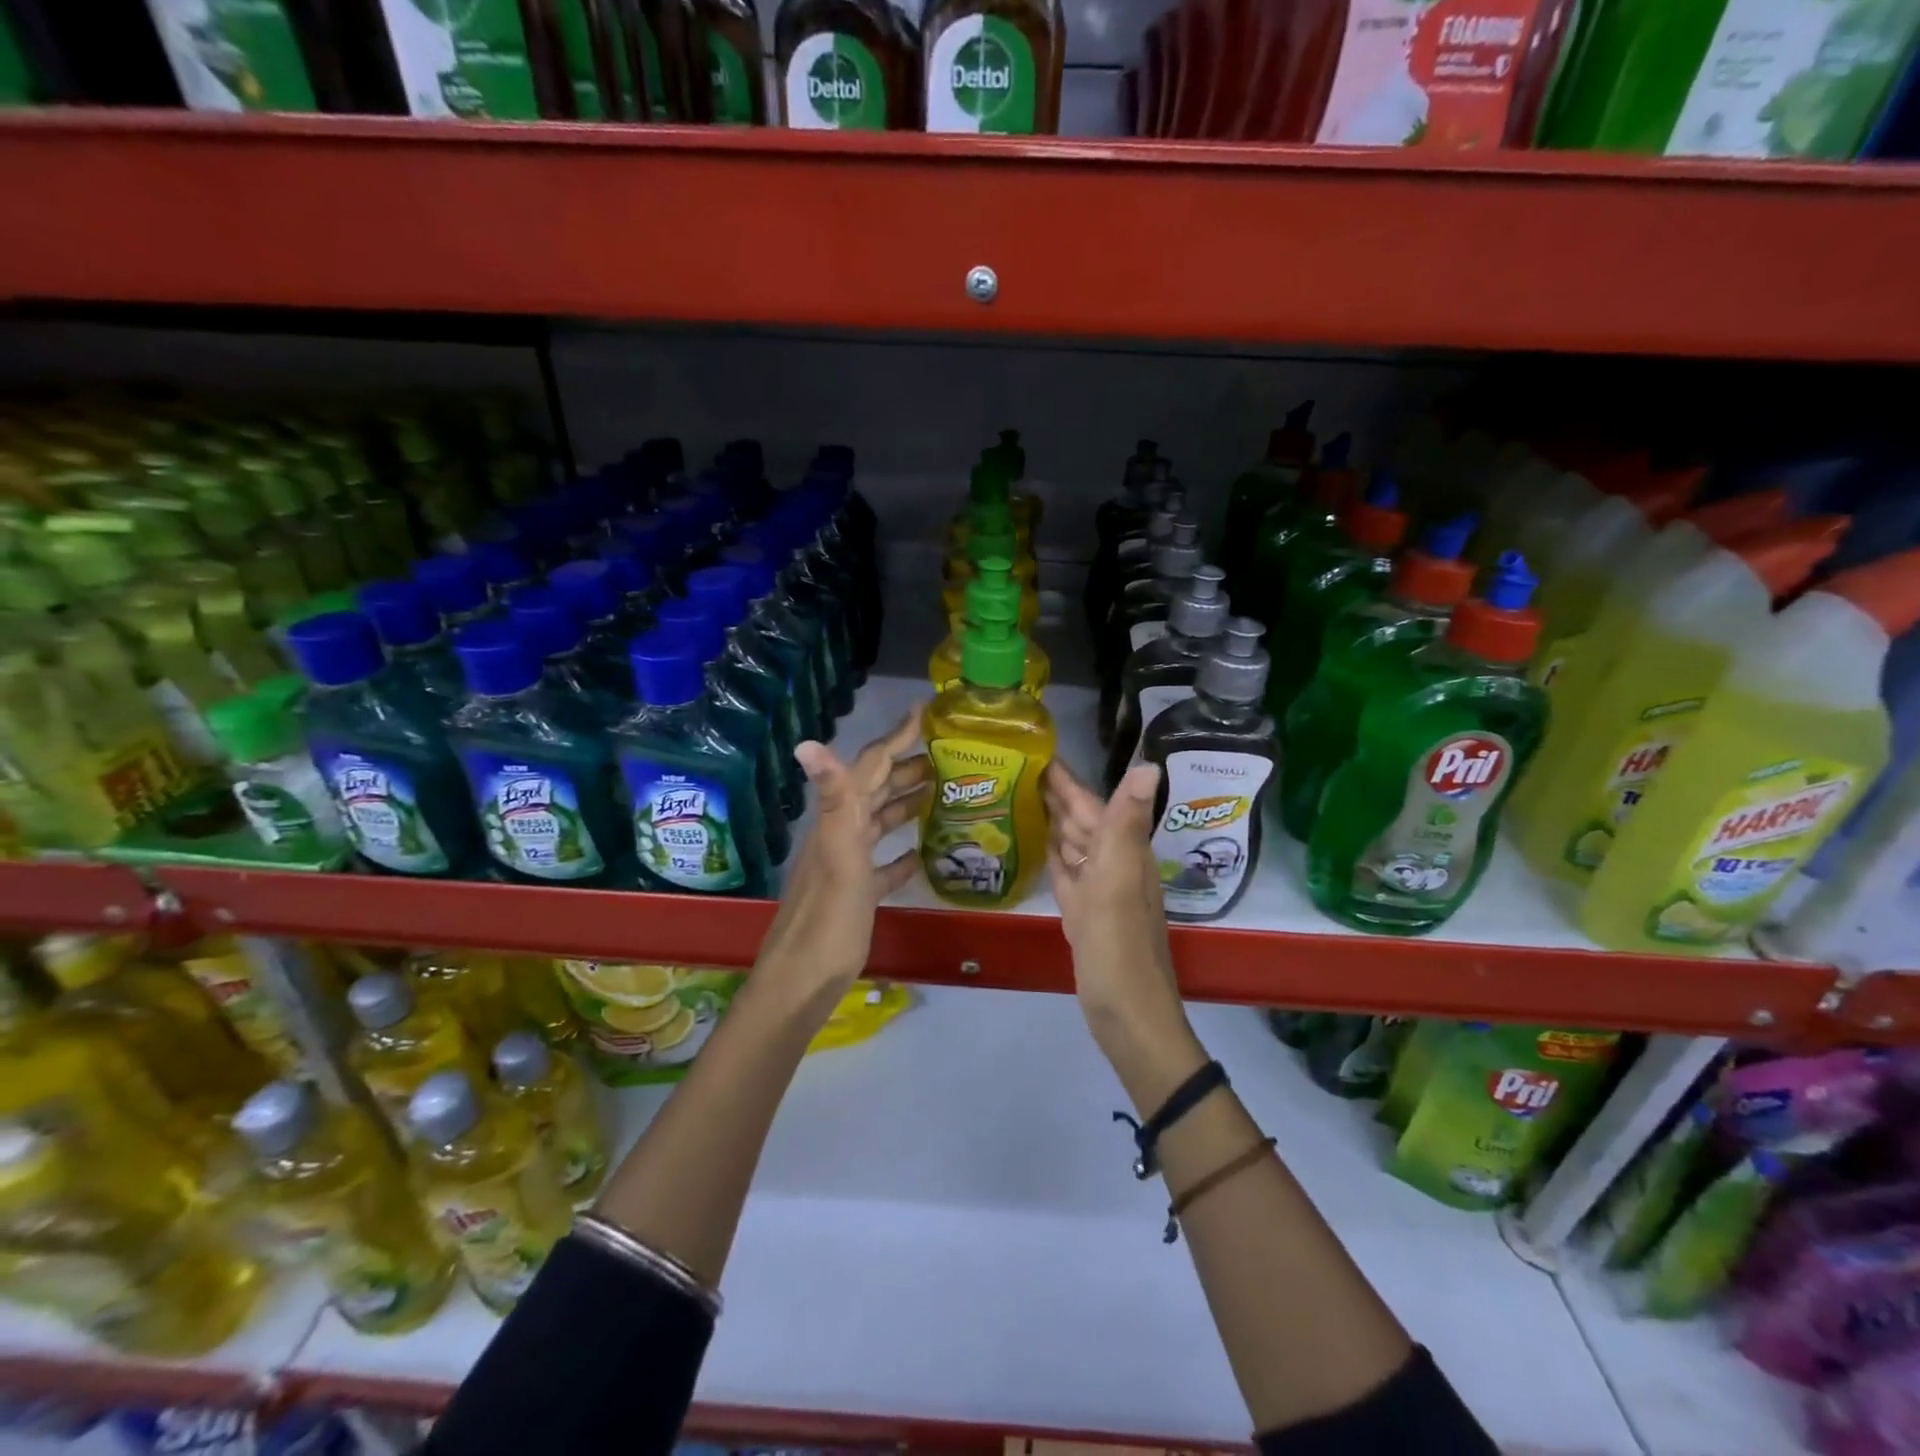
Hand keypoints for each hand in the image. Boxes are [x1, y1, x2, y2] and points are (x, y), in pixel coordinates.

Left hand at [756, 709, 931, 998]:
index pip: (870, 766)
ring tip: (941, 792)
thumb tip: (806, 742)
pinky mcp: (857, 895)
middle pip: (876, 790)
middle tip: (947, 755)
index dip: (896, 737)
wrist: (803, 982)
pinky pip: (883, 864)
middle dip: (907, 767)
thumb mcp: (838, 857)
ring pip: (880, 822)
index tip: (926, 712)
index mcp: (840, 821)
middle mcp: (842, 835)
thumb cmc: (829, 920)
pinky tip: (922, 852)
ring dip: (906, 803)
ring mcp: (848, 866)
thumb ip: (833, 801)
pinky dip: (902, 852)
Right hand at [1044, 760, 1194, 1074]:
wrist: (1128, 1017)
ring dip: (1052, 821)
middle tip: (1015, 766)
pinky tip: (1038, 846)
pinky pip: (1066, 874)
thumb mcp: (1121, 882)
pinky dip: (1053, 856)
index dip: (1066, 778)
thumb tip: (1149, 764)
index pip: (1090, 803)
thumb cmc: (1120, 950)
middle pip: (1081, 820)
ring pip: (1073, 844)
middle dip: (1054, 793)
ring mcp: (1098, 891)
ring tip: (1019, 796)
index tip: (1035, 749)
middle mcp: (1113, 865)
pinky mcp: (1084, 915)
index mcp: (1122, 852)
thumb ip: (1127, 824)